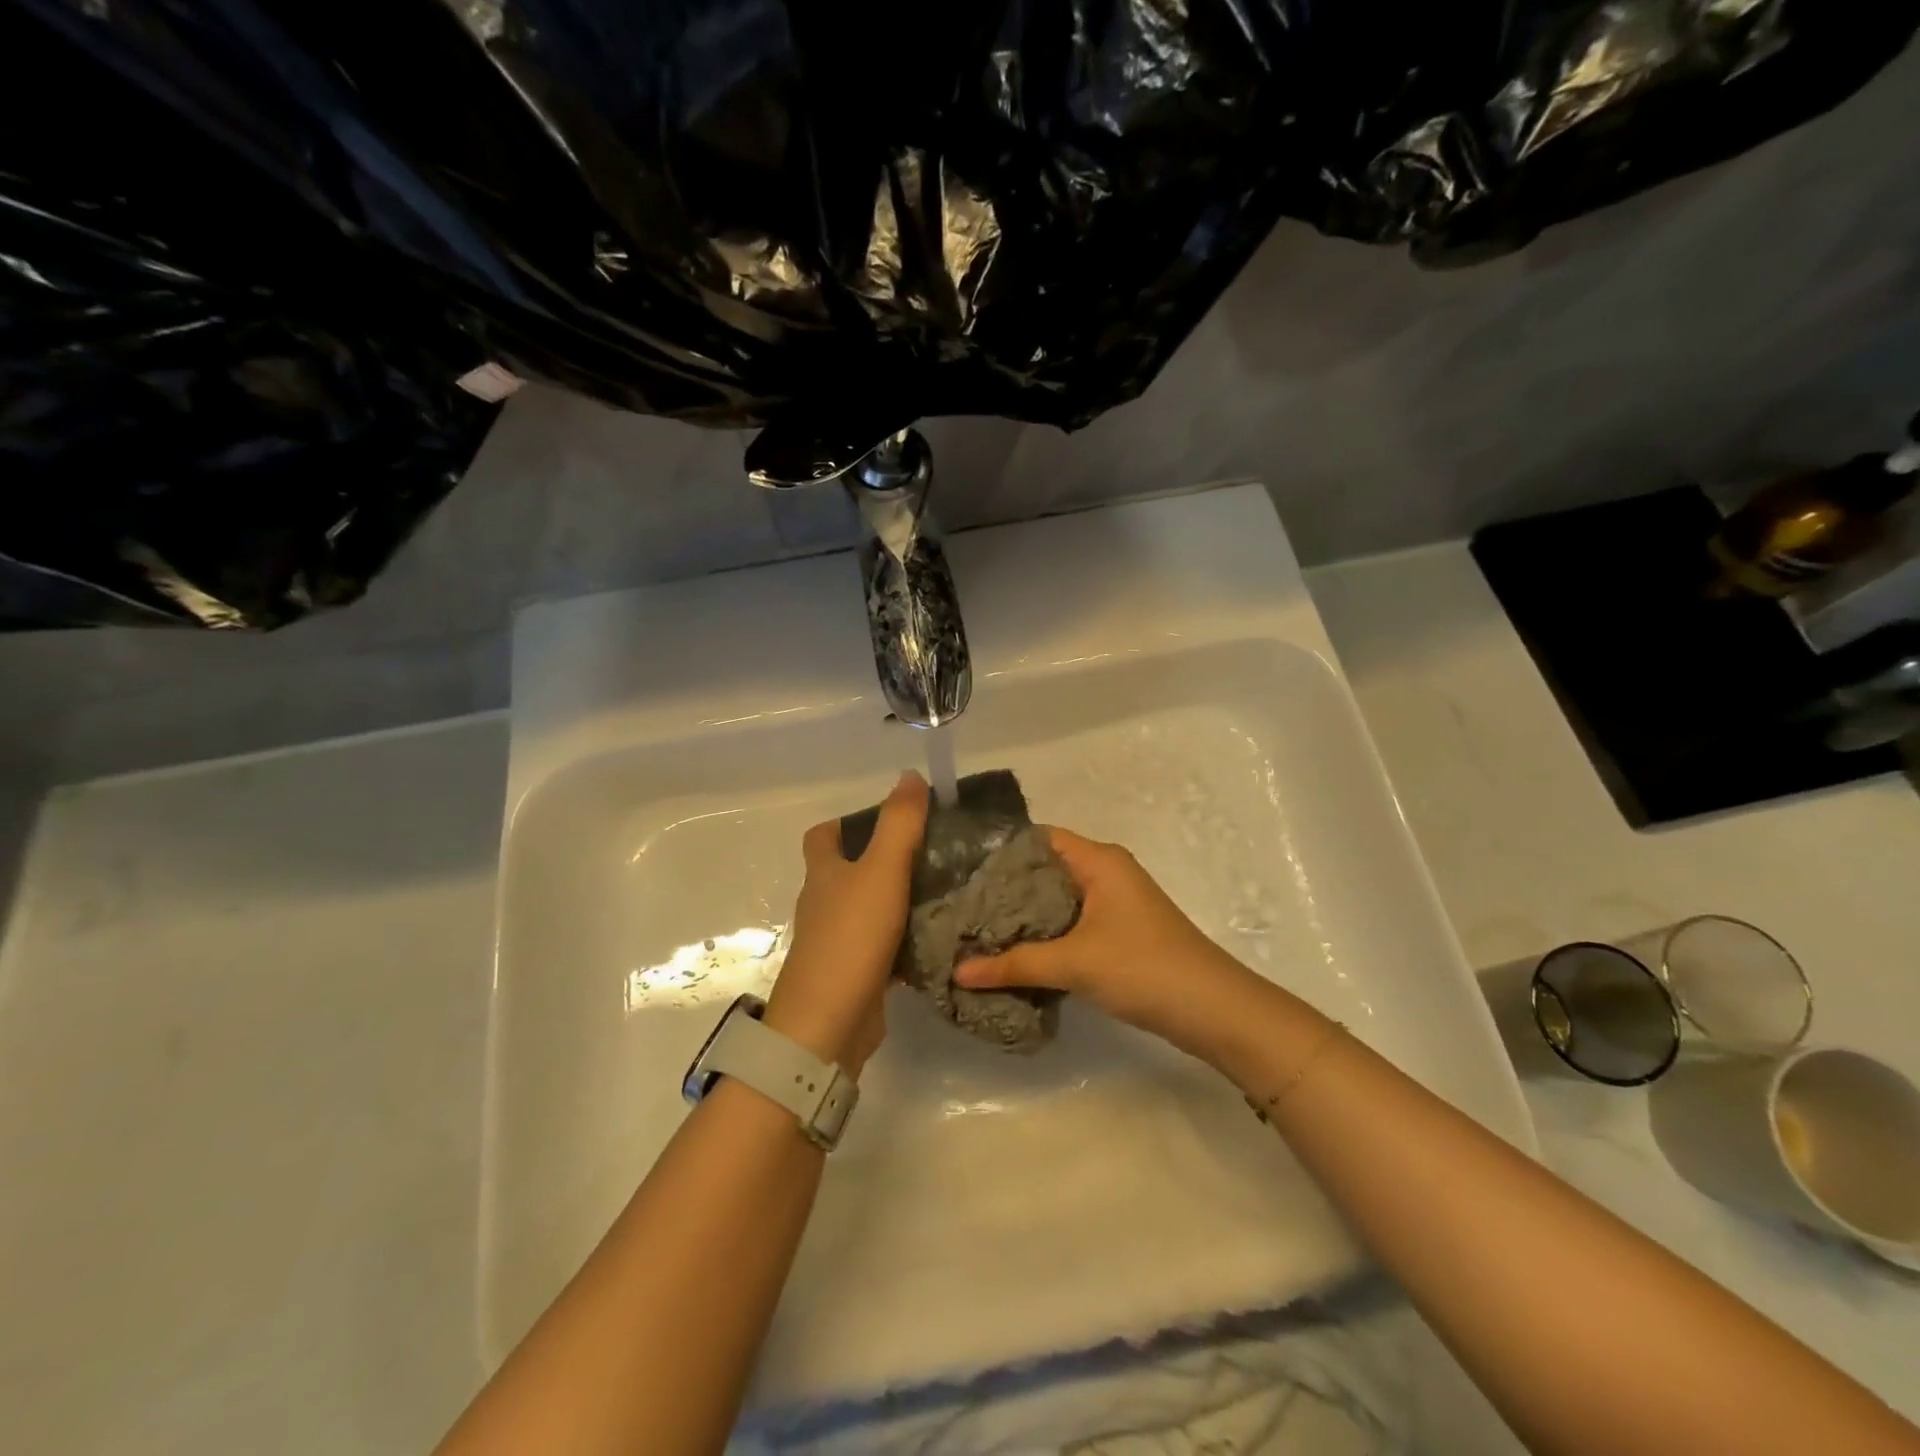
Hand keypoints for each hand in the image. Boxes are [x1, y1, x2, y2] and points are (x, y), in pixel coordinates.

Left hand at [763, 771, 928, 1076]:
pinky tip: (936, 940)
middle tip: (932, 854)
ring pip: (868, 911)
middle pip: (848, 873)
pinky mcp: (853, 975)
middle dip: (883, 861)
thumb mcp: (881, 871)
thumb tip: (910, 776)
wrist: (828, 1024)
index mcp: (823, 874)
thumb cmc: (851, 937)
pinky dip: (903, 942)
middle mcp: (824, 904)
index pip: (822, 837)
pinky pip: (881, 949)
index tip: (888, 820)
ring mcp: (836, 942)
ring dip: (897, 901)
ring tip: (944, 892)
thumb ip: (899, 824)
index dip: (847, 823)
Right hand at [955, 827, 1253, 1054]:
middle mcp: (1106, 872)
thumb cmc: (1143, 967)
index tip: (960, 870)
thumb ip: (1014, 964)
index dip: (1000, 851)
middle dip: (1005, 888)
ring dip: (1024, 915)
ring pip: (1057, 899)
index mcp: (1098, 860)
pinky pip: (1071, 922)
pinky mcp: (1118, 932)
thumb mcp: (1074, 963)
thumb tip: (958, 971)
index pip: (1038, 838)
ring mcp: (1114, 903)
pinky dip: (1045, 934)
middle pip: (1045, 869)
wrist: (1213, 1010)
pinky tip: (1015, 953)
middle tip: (959, 904)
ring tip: (977, 930)